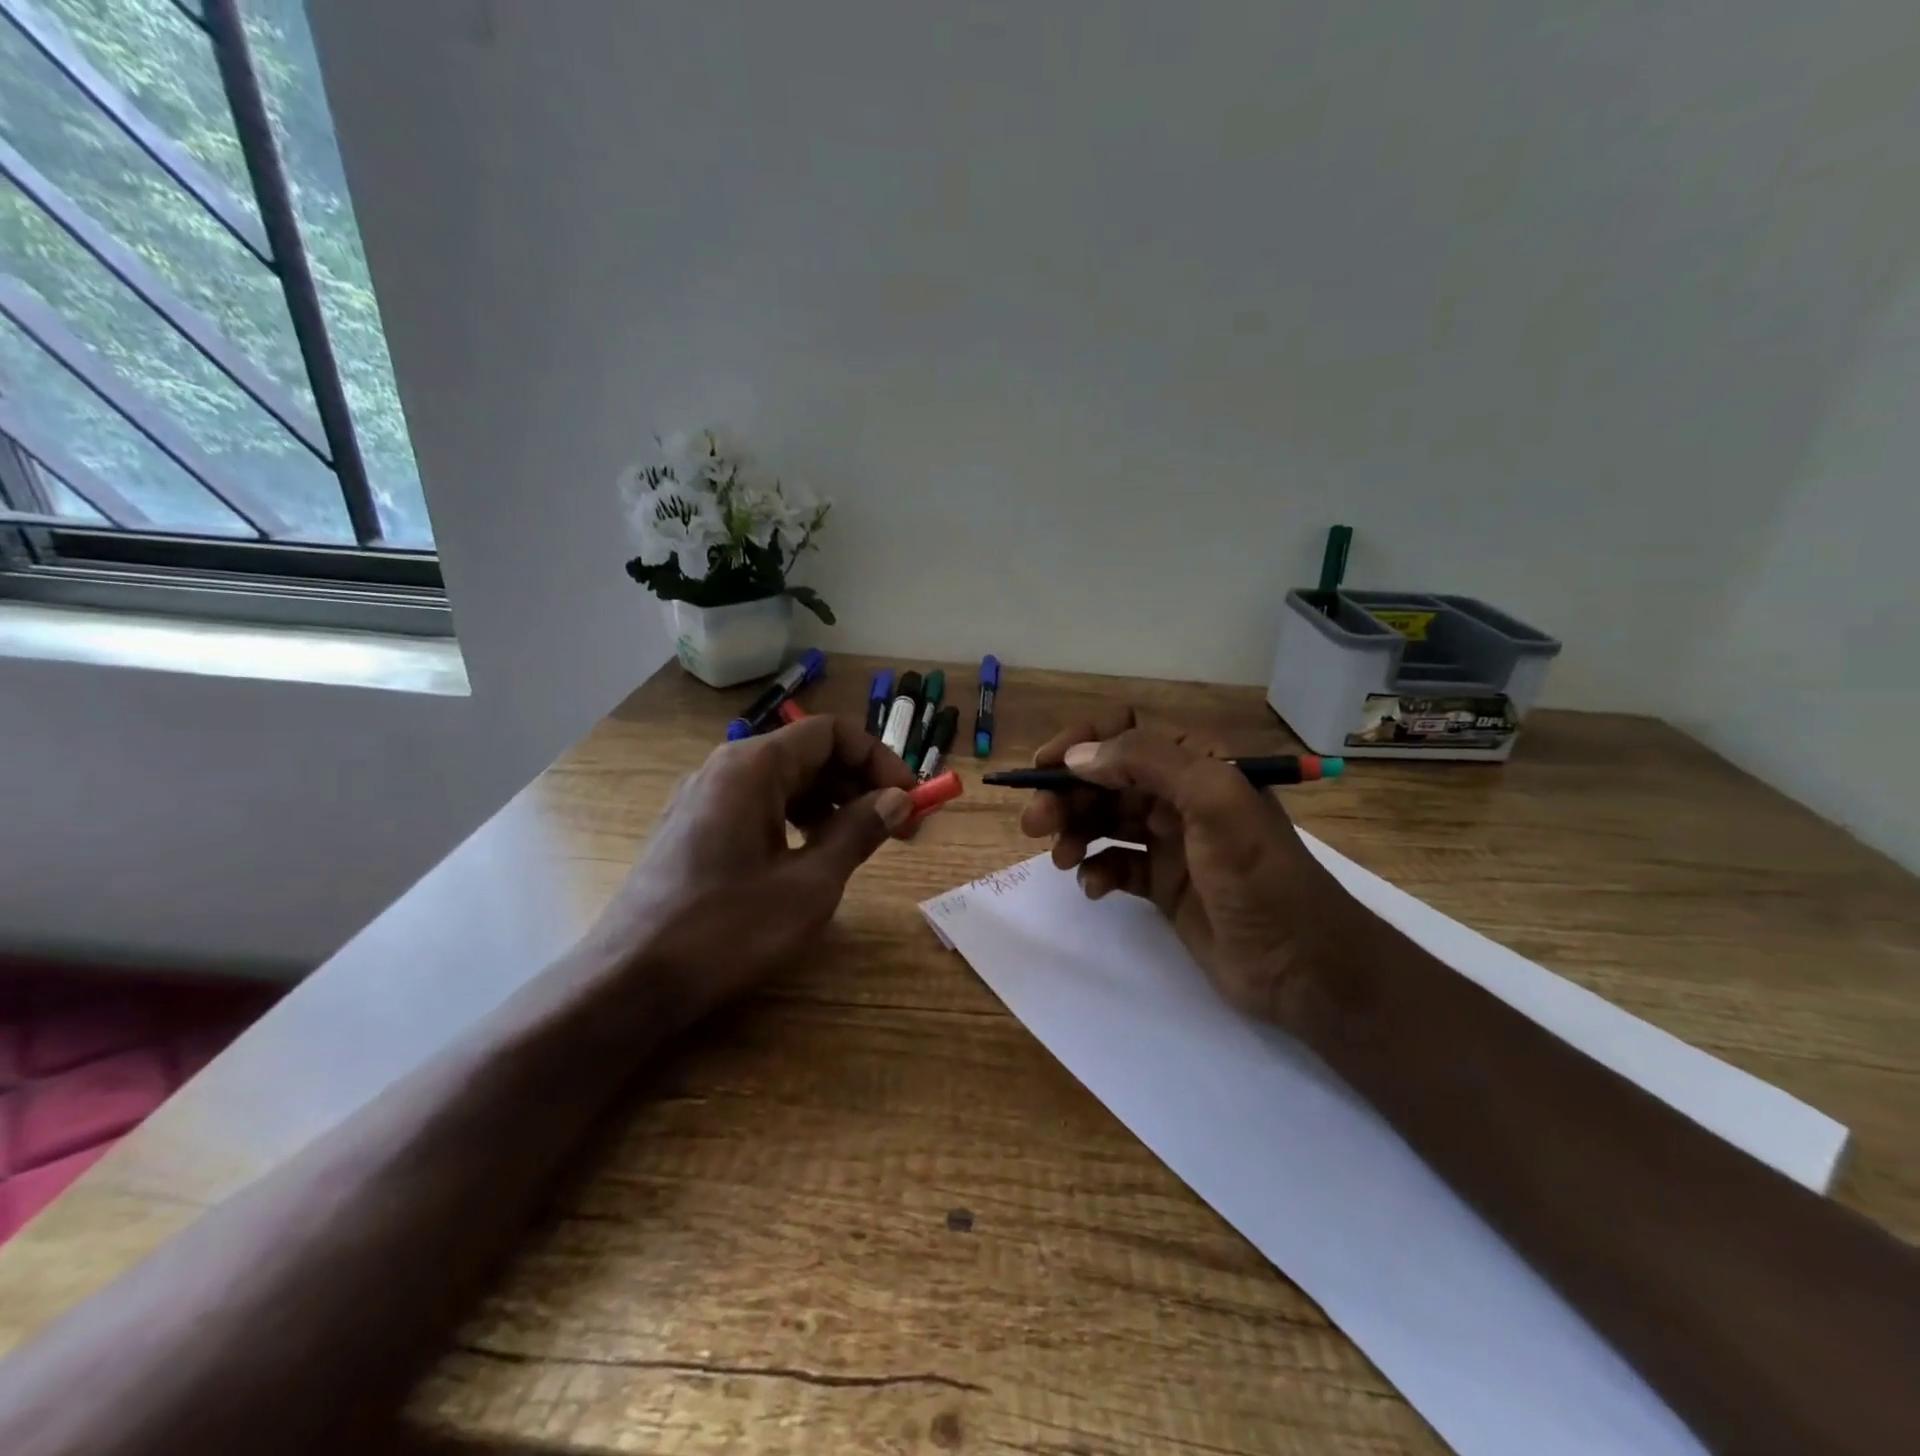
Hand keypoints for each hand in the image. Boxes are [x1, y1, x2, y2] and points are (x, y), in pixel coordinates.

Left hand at [586, 714, 916, 1025]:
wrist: (630, 980)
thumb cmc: (727, 929)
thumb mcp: (810, 884)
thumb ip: (858, 833)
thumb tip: (897, 800)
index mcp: (754, 766)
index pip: (832, 733)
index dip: (880, 760)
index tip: (910, 800)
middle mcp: (726, 767)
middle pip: (809, 753)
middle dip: (860, 784)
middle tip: (898, 827)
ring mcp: (705, 797)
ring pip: (785, 781)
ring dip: (832, 803)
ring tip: (860, 844)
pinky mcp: (695, 828)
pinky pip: (759, 805)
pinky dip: (797, 820)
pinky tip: (811, 856)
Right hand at [1019, 706, 1363, 1028]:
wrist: (1301, 965)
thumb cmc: (1259, 875)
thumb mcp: (1213, 801)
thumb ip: (1147, 763)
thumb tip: (1077, 757)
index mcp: (1197, 763)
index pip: (1126, 731)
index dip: (1081, 742)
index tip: (1043, 767)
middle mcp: (1180, 795)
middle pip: (1106, 778)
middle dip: (1066, 795)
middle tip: (1033, 824)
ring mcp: (1171, 841)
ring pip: (1104, 820)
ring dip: (1074, 832)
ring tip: (1061, 858)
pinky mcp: (1163, 883)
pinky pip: (1116, 864)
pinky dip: (1098, 871)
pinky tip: (1095, 888)